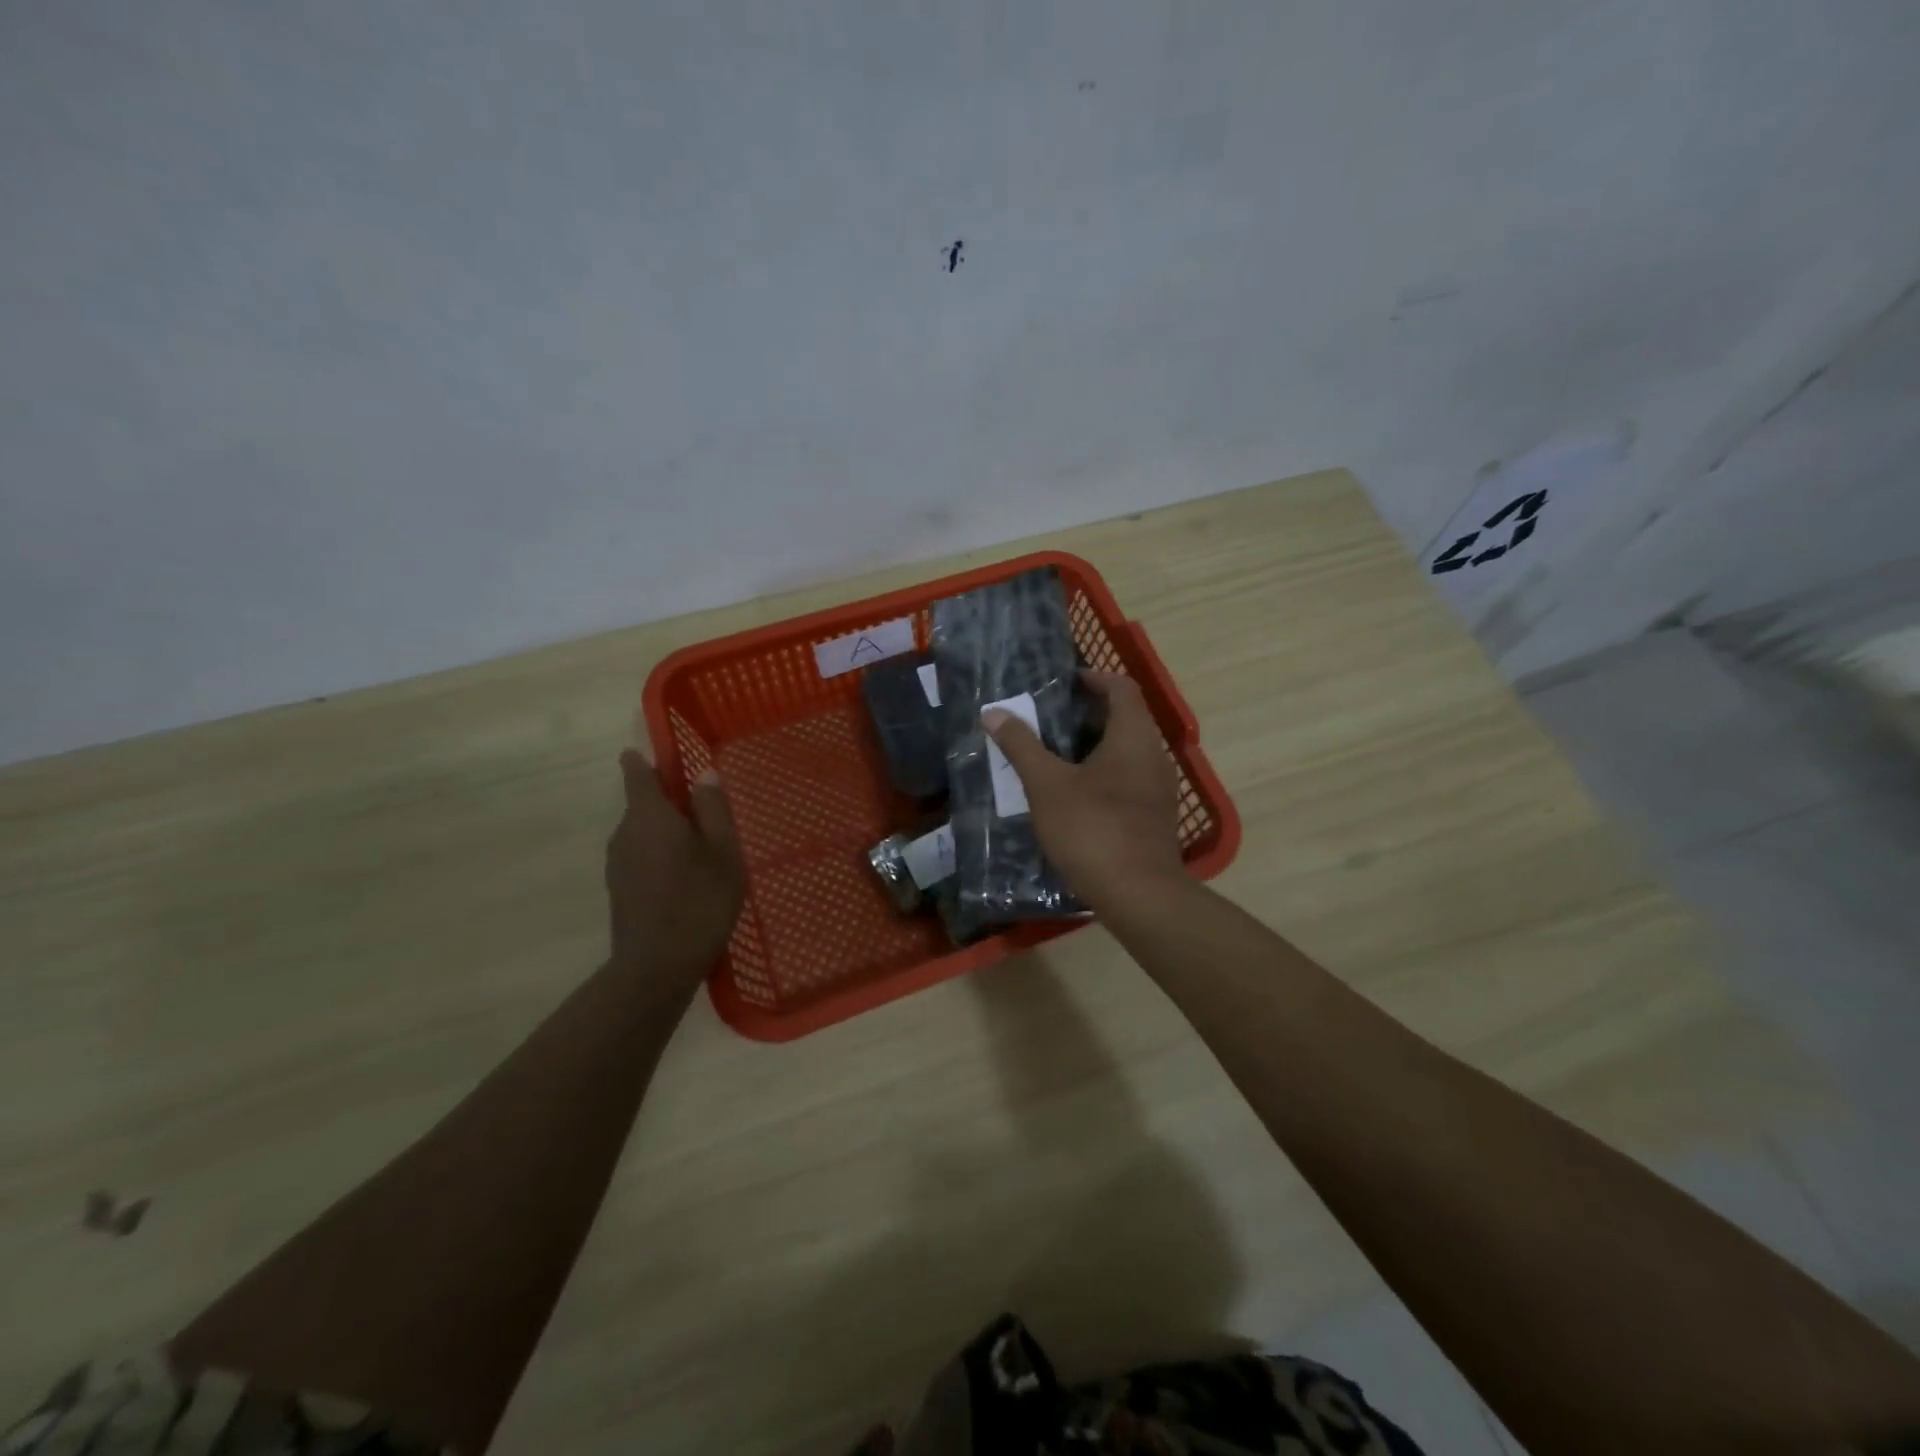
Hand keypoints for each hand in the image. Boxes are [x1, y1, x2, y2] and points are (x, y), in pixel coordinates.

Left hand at [606, 750, 744, 984]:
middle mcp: (625, 833)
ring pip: (643, 833)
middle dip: (669, 802)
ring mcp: (618, 863)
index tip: (654, 753)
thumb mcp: (723, 851)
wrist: (657, 967)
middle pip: (643, 804)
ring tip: (703, 849)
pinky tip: (687, 878)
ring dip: (667, 832)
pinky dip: (661, 856)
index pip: (637, 774)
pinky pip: (641, 856)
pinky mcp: (619, 889)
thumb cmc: (699, 901)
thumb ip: (714, 809)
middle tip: (706, 812)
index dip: (644, 760)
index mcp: (649, 816)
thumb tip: (705, 773)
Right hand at [982, 671, 1184, 908]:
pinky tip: (1073, 796)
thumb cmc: (1092, 829)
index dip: (1093, 678)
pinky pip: (1129, 779)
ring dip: (1092, 747)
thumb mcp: (1047, 785)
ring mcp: (1158, 788)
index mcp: (1133, 736)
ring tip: (1053, 757)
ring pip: (1126, 752)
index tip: (1062, 684)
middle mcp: (1154, 755)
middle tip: (1046, 721)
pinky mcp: (1155, 816)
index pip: (1121, 688)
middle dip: (1085, 715)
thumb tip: (993, 712)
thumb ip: (1021, 745)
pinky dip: (1102, 775)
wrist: (1139, 894)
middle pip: (1124, 719)